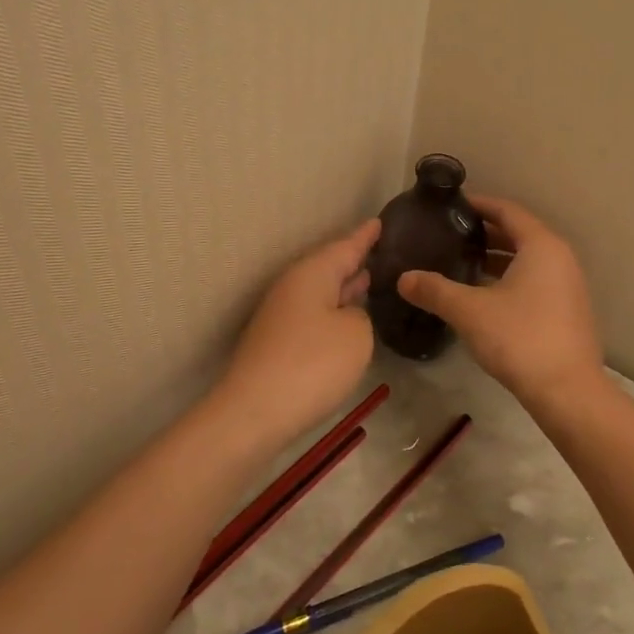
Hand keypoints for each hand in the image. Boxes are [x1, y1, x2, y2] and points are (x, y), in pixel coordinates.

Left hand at [215, 218, 380, 441]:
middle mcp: (293, 287)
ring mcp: (282, 316)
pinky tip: (347, 319)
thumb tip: (346, 315)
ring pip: (320, 292)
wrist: (254, 412)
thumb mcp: (356, 335)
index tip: (380, 221)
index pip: (345, 246)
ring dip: (343, 287)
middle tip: (379, 250)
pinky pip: (313, 315)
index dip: (365, 236)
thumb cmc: (312, 364)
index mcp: (312, 273)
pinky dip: (333, 311)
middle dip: (353, 259)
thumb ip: (360, 316)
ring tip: (368, 278)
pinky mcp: (278, 343)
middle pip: (329, 266)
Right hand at [398, 196, 603, 401]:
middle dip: (485, 232)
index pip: (508, 211)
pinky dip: (510, 278)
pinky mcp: (567, 310)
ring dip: (497, 258)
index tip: (452, 206)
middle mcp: (560, 258)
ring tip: (462, 262)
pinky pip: (535, 280)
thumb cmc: (520, 338)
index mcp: (541, 246)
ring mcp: (568, 285)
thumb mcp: (469, 311)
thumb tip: (403, 278)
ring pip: (527, 259)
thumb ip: (435, 290)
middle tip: (450, 234)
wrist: (568, 392)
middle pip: (519, 233)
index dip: (479, 204)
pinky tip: (484, 295)